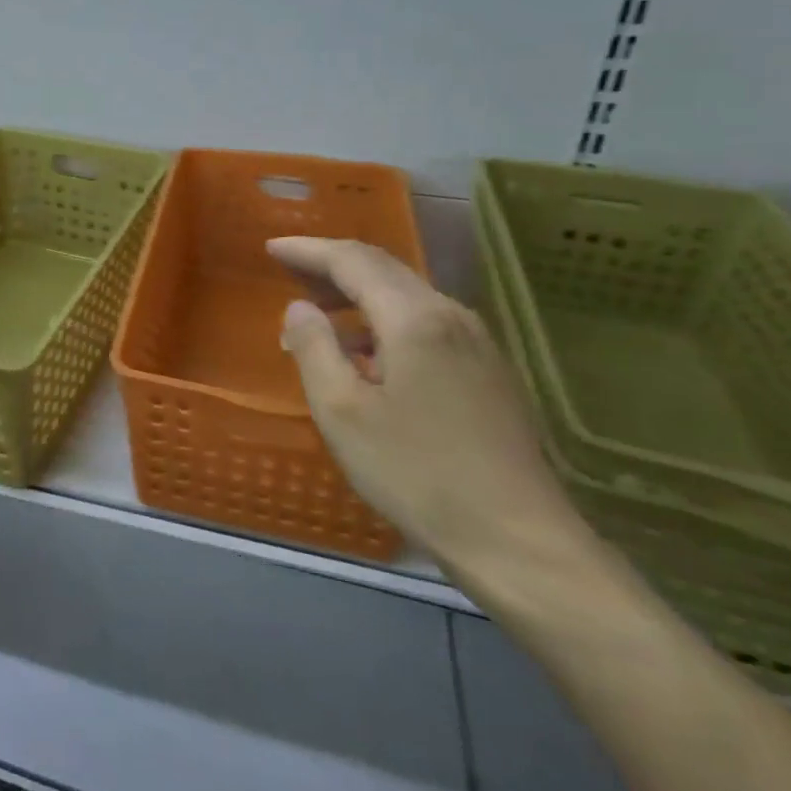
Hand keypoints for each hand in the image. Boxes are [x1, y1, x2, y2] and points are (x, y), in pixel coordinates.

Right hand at [268, 237, 589, 580]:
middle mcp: (451, 316)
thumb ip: (313, 347)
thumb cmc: (418, 473)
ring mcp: (477, 344)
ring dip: (357, 293)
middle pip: (383, 269)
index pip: (353, 261)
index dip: (308, 251)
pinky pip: (424, 323)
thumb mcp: (342, 412)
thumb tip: (299, 308)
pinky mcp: (487, 372)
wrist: (520, 542)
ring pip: (406, 295)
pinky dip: (383, 321)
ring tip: (318, 314)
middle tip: (288, 271)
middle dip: (332, 265)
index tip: (271, 248)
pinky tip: (366, 356)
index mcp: (414, 318)